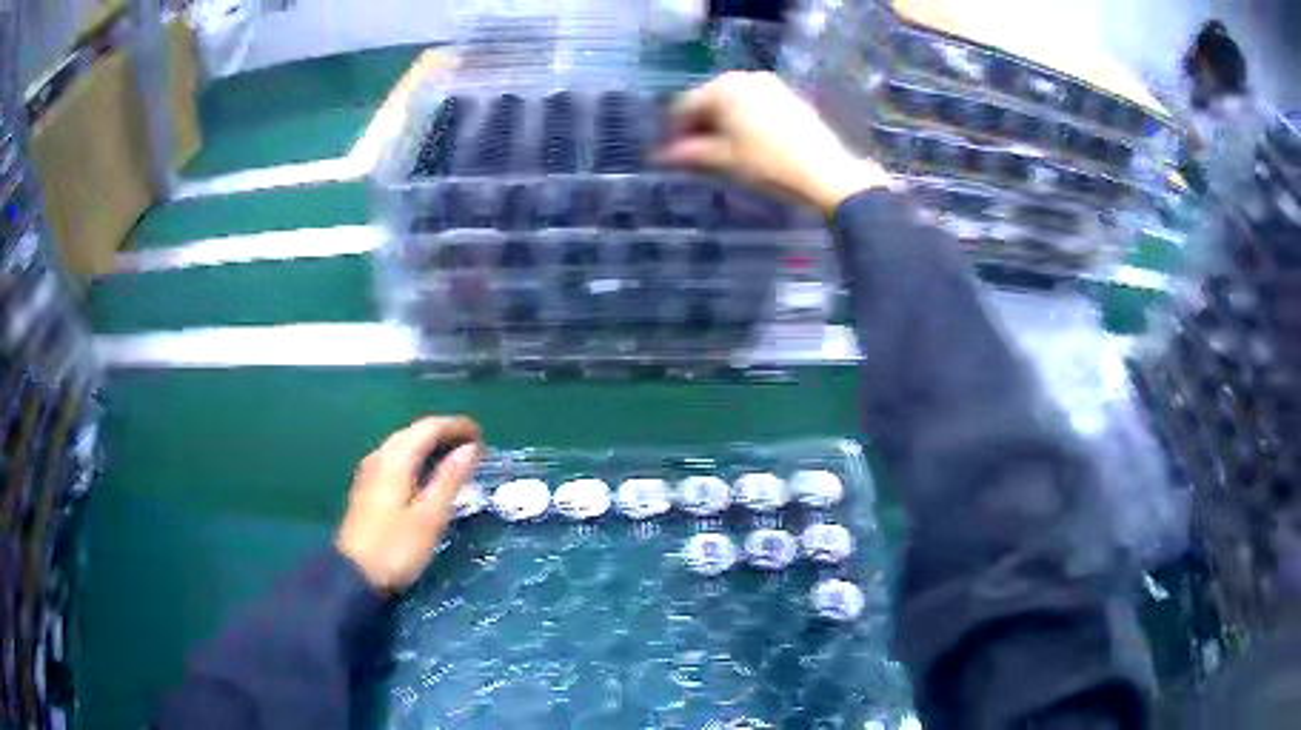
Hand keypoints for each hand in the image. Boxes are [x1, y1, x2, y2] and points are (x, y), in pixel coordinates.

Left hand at [337, 416, 483, 594]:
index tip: (483, 436)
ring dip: (430, 445)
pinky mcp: (367, 486)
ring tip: (454, 459)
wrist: (355, 575)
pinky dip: (416, 457)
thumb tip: (471, 448)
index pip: (429, 427)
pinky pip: (396, 458)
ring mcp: (370, 470)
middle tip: (472, 448)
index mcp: (396, 459)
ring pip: (403, 444)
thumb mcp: (430, 516)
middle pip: (414, 431)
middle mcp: (380, 456)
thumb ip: (450, 479)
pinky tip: (426, 475)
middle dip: (444, 433)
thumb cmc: (397, 547)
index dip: (457, 426)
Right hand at [658, 72, 891, 215]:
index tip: (671, 155)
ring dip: (721, 122)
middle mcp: (744, 77)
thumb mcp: (723, 160)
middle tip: (695, 154)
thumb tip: (662, 156)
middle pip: (709, 99)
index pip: (684, 106)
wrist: (826, 171)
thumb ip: (689, 153)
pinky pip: (755, 104)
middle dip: (699, 125)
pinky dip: (744, 120)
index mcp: (722, 88)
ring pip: (733, 101)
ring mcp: (770, 84)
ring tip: (721, 151)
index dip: (674, 131)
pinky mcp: (789, 96)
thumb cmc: (768, 164)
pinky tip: (748, 142)